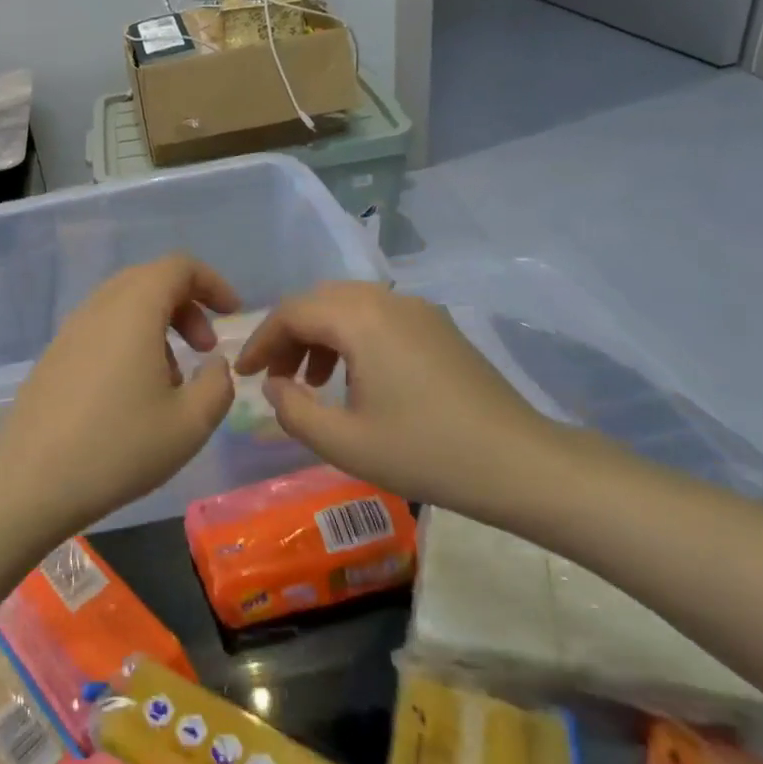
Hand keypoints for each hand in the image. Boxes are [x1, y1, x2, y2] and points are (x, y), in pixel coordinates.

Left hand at [0, 255, 239, 537]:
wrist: (32, 481)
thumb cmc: (119, 447)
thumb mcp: (191, 423)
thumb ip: (219, 384)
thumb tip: (214, 363)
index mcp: (134, 310)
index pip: (178, 266)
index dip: (212, 283)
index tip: (232, 316)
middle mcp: (98, 308)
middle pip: (149, 280)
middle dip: (186, 306)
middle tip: (205, 348)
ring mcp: (69, 330)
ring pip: (123, 305)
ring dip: (157, 326)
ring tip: (172, 380)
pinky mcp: (53, 356)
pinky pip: (100, 329)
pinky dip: (128, 341)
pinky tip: (132, 393)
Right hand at [234, 282, 558, 510]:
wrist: (518, 462)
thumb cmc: (425, 453)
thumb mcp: (344, 442)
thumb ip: (293, 410)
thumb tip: (275, 385)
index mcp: (360, 319)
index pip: (292, 312)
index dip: (260, 340)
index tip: (243, 373)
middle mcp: (387, 300)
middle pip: (319, 301)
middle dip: (288, 334)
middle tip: (273, 375)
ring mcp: (418, 310)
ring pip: (349, 305)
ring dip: (319, 334)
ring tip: (311, 380)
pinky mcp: (438, 326)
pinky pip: (378, 316)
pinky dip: (351, 336)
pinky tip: (355, 378)